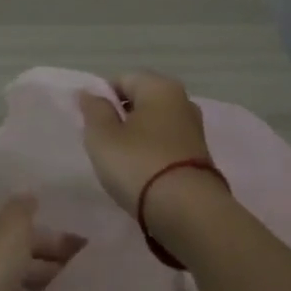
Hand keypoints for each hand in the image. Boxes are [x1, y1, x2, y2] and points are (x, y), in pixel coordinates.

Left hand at [0, 196, 85, 290]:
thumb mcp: (11, 227)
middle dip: (55, 262)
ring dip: (44, 286)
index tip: (88, 247)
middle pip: (26, 256)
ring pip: (21, 283)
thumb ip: (22, 209)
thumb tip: (30, 194)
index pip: (29, 229)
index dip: (58, 237)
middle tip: (88, 272)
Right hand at [76, 71, 214, 213]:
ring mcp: (194, 130)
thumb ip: (94, 110)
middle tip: (102, 143)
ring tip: (120, 162)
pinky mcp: (200, 156)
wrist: (186, 211)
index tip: (90, 123)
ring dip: (136, 137)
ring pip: (154, 124)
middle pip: (141, 101)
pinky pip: (166, 145)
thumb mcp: (102, 136)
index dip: (102, 98)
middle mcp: (183, 101)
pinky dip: (151, 154)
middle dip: (120, 117)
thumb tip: (90, 93)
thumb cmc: (138, 164)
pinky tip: (141, 174)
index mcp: (160, 87)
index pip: (122, 79)